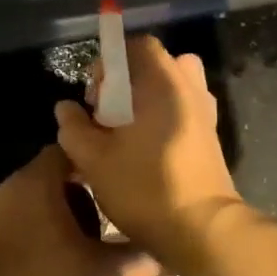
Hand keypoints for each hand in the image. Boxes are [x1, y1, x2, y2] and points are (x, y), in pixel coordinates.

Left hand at [0, 145, 135, 275]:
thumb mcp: (92, 270)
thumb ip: (123, 256)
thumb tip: (152, 250)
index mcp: (37, 180)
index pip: (65, 151)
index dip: (90, 163)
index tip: (111, 181)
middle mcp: (9, 187)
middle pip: (47, 180)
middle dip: (74, 199)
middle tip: (99, 222)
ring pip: (28, 207)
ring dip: (51, 223)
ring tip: (76, 248)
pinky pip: (10, 230)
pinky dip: (30, 241)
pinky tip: (44, 267)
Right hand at [54, 37, 242, 273]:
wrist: (203, 230)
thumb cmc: (145, 187)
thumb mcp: (94, 159)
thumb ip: (74, 128)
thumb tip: (65, 108)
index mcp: (163, 83)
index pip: (138, 46)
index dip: (111, 62)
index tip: (95, 96)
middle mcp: (189, 89)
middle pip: (157, 65)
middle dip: (128, 81)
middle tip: (109, 113)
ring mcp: (205, 113)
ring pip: (172, 88)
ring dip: (148, 100)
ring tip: (128, 131)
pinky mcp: (210, 137)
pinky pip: (183, 110)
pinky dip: (164, 118)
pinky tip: (146, 149)